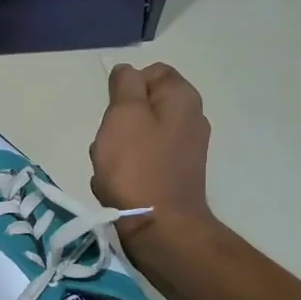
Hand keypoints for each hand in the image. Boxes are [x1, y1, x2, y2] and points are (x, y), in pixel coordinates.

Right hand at [90, 62, 213, 236]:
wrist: (159, 227)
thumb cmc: (137, 166)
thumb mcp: (123, 114)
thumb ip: (125, 85)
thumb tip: (127, 71)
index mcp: (182, 98)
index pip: (152, 72)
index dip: (126, 87)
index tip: (113, 110)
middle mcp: (191, 119)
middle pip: (144, 106)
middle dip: (119, 121)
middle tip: (109, 141)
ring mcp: (185, 151)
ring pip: (139, 136)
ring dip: (118, 149)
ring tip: (109, 169)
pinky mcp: (175, 177)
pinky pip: (143, 163)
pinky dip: (127, 171)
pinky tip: (118, 186)